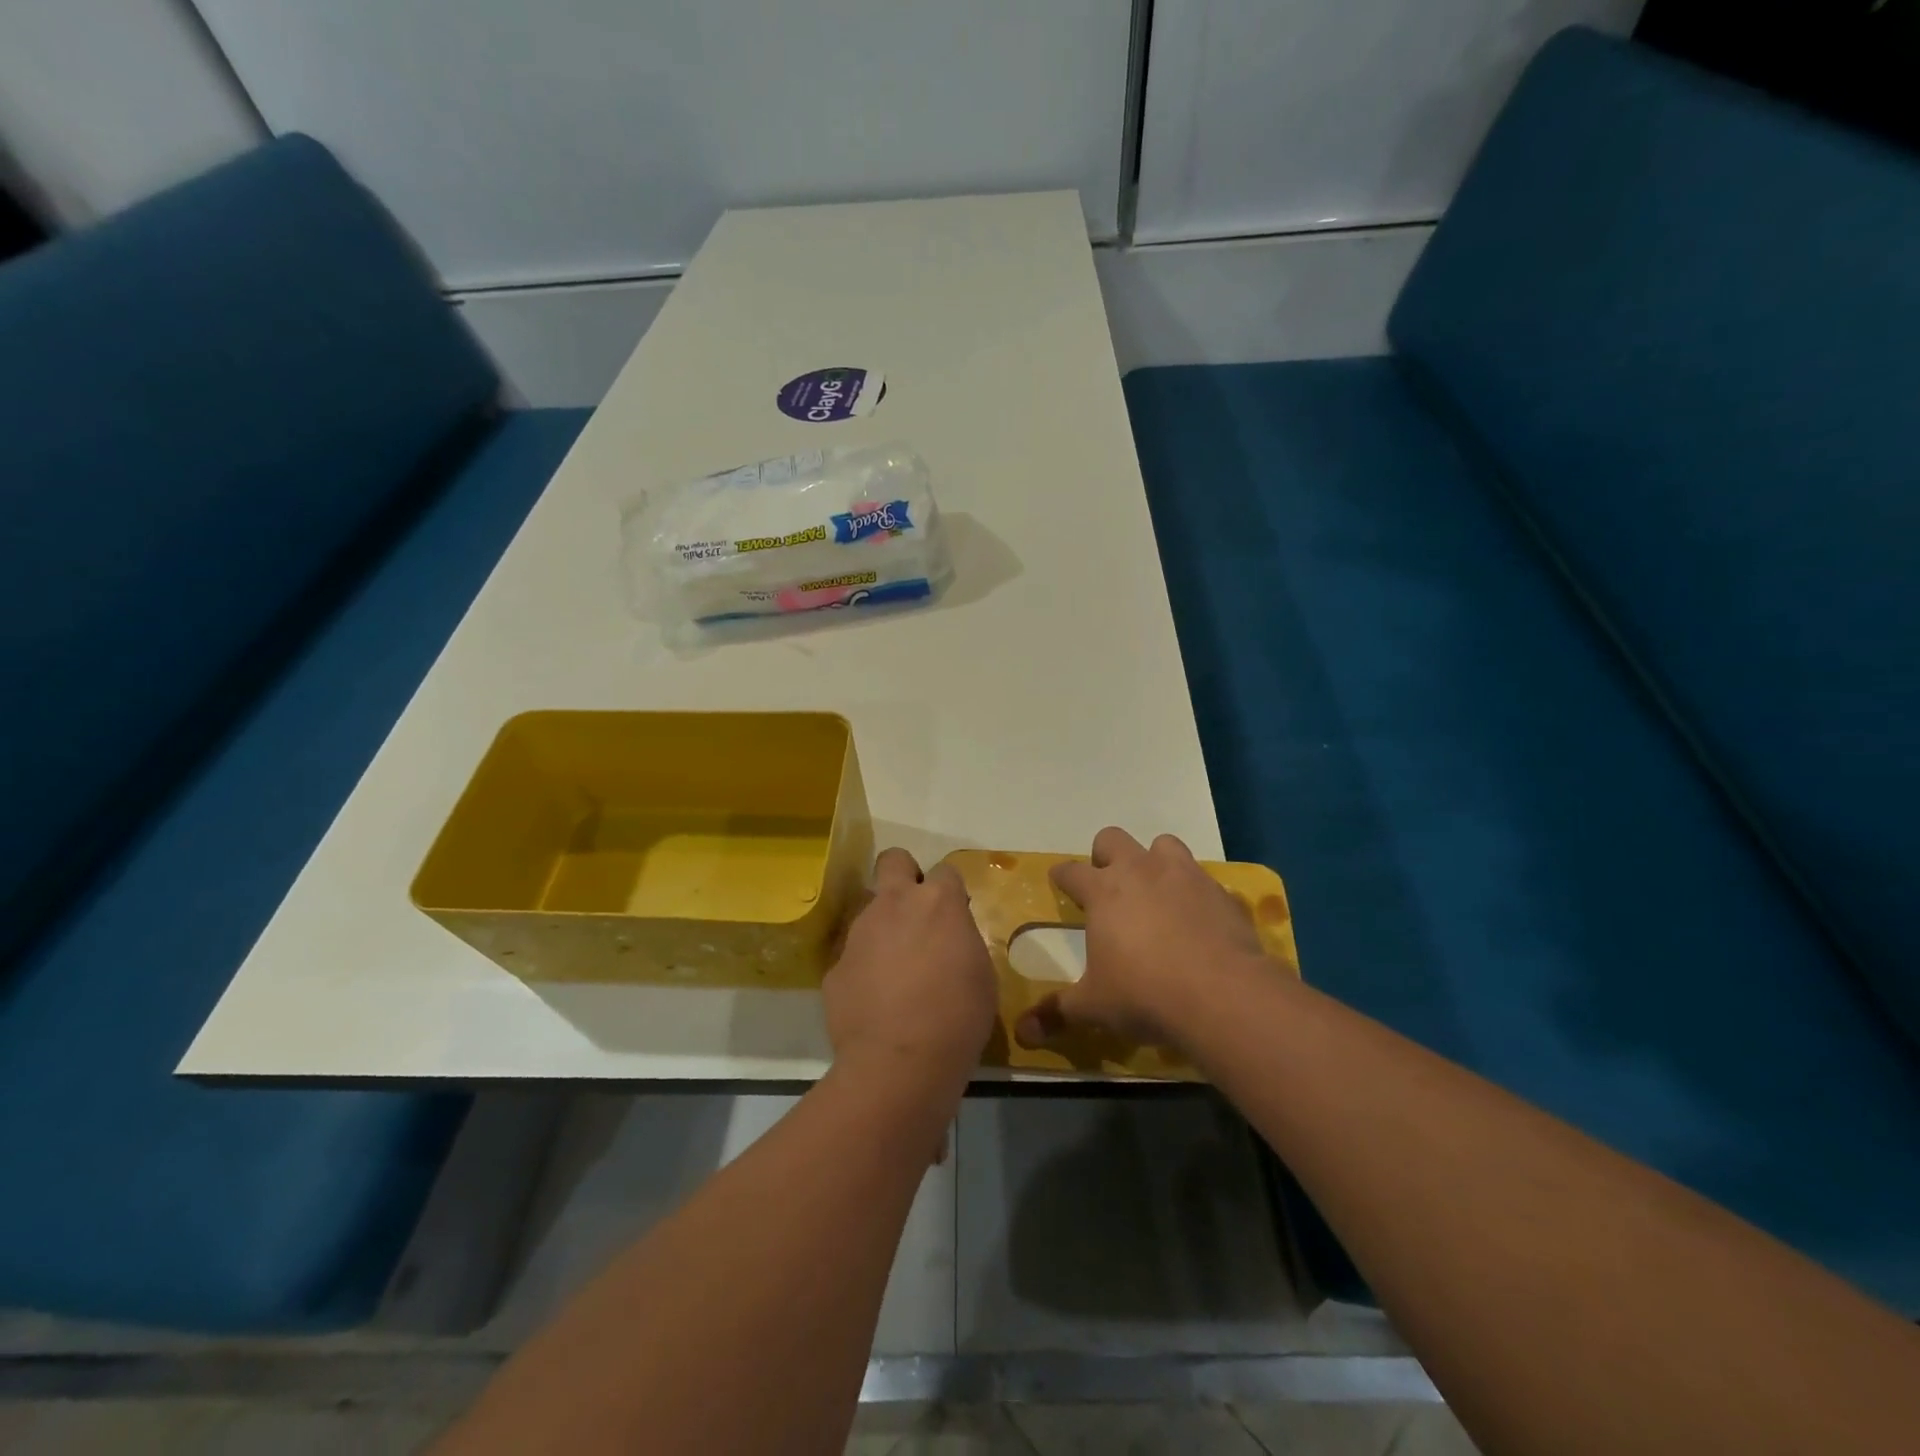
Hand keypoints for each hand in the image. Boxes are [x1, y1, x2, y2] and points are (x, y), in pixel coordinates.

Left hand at [824, 848, 997, 1104]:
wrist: (899, 1063)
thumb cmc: (957, 1018)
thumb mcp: (980, 973)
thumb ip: (961, 940)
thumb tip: (947, 937)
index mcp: (937, 903)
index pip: (945, 871)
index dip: (949, 892)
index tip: (953, 917)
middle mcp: (894, 905)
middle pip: (893, 860)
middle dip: (904, 875)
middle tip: (915, 913)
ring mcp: (859, 933)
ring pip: (870, 911)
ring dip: (884, 929)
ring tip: (896, 973)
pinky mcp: (835, 966)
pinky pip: (853, 956)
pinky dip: (865, 970)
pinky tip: (876, 1003)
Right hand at [1015, 827, 1267, 1054]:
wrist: (1222, 994)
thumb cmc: (1144, 994)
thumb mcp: (1094, 1007)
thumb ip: (1057, 1012)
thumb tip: (1023, 1032)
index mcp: (1102, 891)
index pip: (1071, 871)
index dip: (1062, 876)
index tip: (1060, 883)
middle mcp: (1140, 871)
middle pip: (1113, 839)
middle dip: (1106, 855)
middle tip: (1108, 887)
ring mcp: (1183, 875)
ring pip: (1163, 844)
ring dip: (1155, 861)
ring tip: (1156, 892)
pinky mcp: (1220, 892)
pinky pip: (1203, 879)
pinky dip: (1194, 893)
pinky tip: (1197, 921)